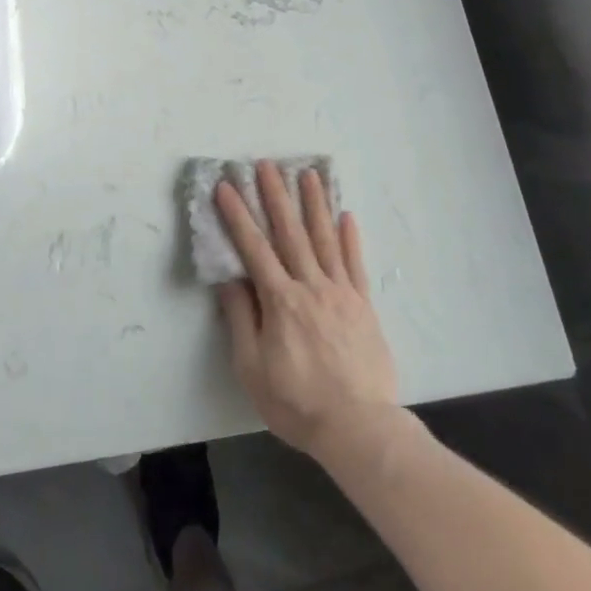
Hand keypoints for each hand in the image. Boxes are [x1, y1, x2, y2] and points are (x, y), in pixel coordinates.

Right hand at [215, 163, 398, 463]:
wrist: (358, 426)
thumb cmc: (296, 401)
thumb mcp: (252, 368)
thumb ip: (241, 319)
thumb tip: (230, 279)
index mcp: (280, 301)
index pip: (254, 249)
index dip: (238, 216)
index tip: (227, 186)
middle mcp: (311, 286)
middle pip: (291, 233)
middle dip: (276, 196)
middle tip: (267, 164)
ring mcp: (341, 292)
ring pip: (325, 239)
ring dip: (315, 204)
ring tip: (308, 174)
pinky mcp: (363, 304)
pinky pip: (355, 263)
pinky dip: (350, 237)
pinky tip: (346, 214)